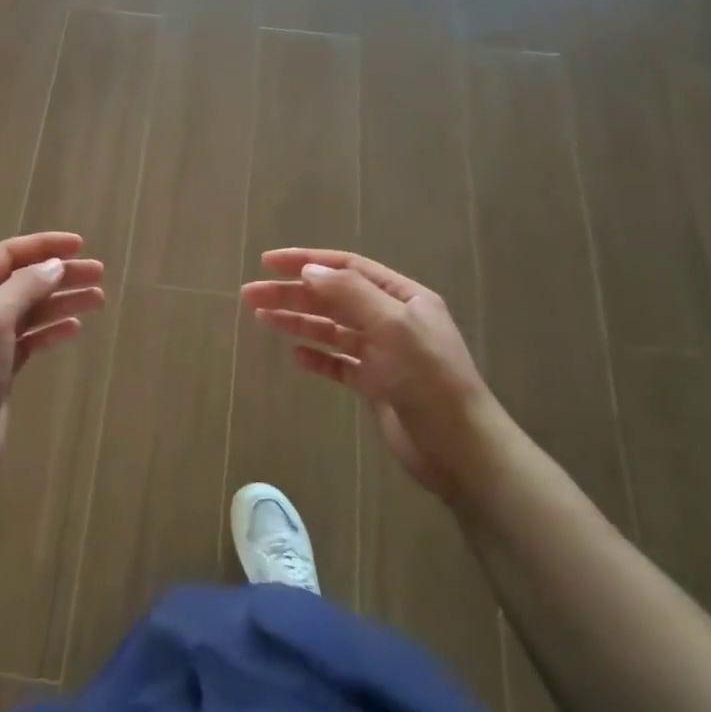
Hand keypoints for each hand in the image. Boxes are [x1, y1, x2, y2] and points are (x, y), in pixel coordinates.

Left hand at [0, 232, 105, 490]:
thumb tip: (54, 265)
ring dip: (62, 301)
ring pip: (31, 311)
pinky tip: (75, 328)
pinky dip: (52, 330)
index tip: (80, 245)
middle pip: (23, 282)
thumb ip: (24, 286)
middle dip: (60, 274)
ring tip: (98, 299)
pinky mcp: (0, 369)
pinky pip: (31, 339)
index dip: (43, 246)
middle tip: (99, 274)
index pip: (6, 256)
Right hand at [241, 249, 514, 500]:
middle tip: (250, 295)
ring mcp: (384, 354)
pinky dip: (317, 357)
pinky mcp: (376, 385)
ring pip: (332, 329)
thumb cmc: (430, 381)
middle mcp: (393, 320)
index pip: (348, 269)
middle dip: (292, 293)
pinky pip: (339, 363)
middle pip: (333, 298)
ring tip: (262, 319)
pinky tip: (296, 356)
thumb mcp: (393, 328)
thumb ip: (351, 294)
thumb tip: (309, 270)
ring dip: (298, 321)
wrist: (460, 449)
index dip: (307, 261)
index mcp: (403, 298)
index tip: (268, 263)